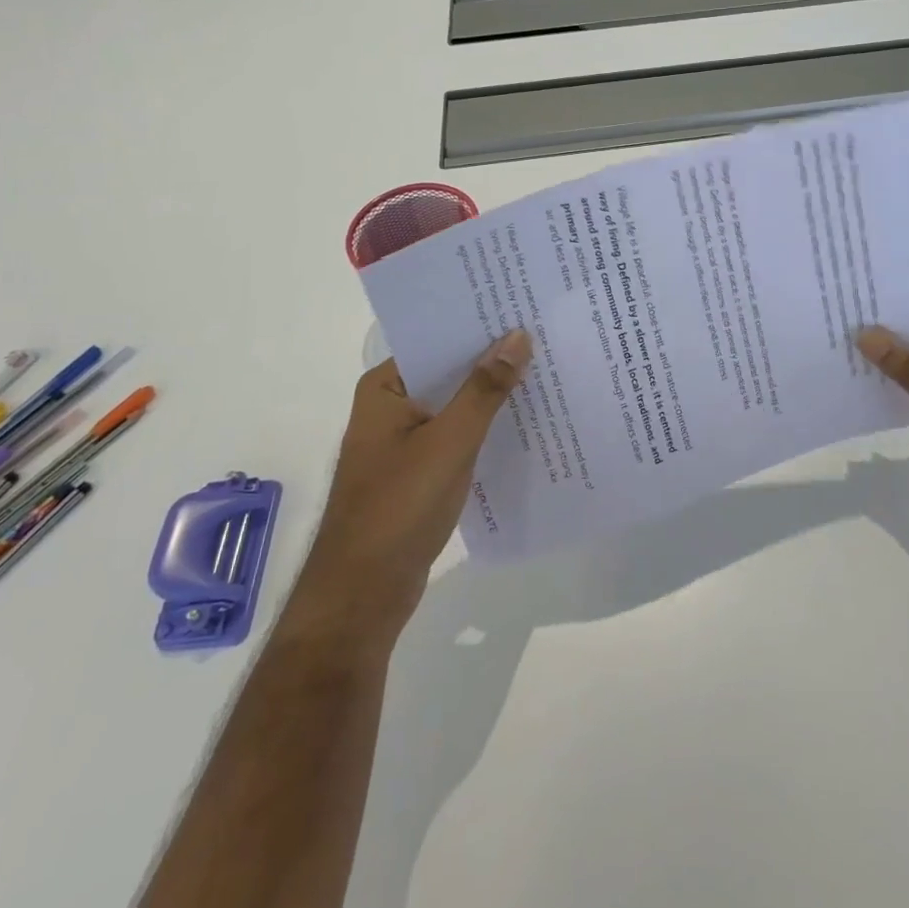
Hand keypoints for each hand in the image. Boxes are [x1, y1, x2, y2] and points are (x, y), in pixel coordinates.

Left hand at [285, 330, 532, 659]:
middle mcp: (391, 407)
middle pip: (448, 373)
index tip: (523, 311)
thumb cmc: (399, 507)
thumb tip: (518, 336)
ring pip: (456, 407)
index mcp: (385, 388)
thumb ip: (485, 389)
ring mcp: (403, 442)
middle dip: (492, 362)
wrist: (363, 596)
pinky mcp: (417, 473)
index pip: (437, 341)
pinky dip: (485, 431)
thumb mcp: (450, 442)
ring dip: (492, 398)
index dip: (479, 327)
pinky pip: (457, 438)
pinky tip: (526, 426)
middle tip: (545, 339)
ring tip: (546, 375)